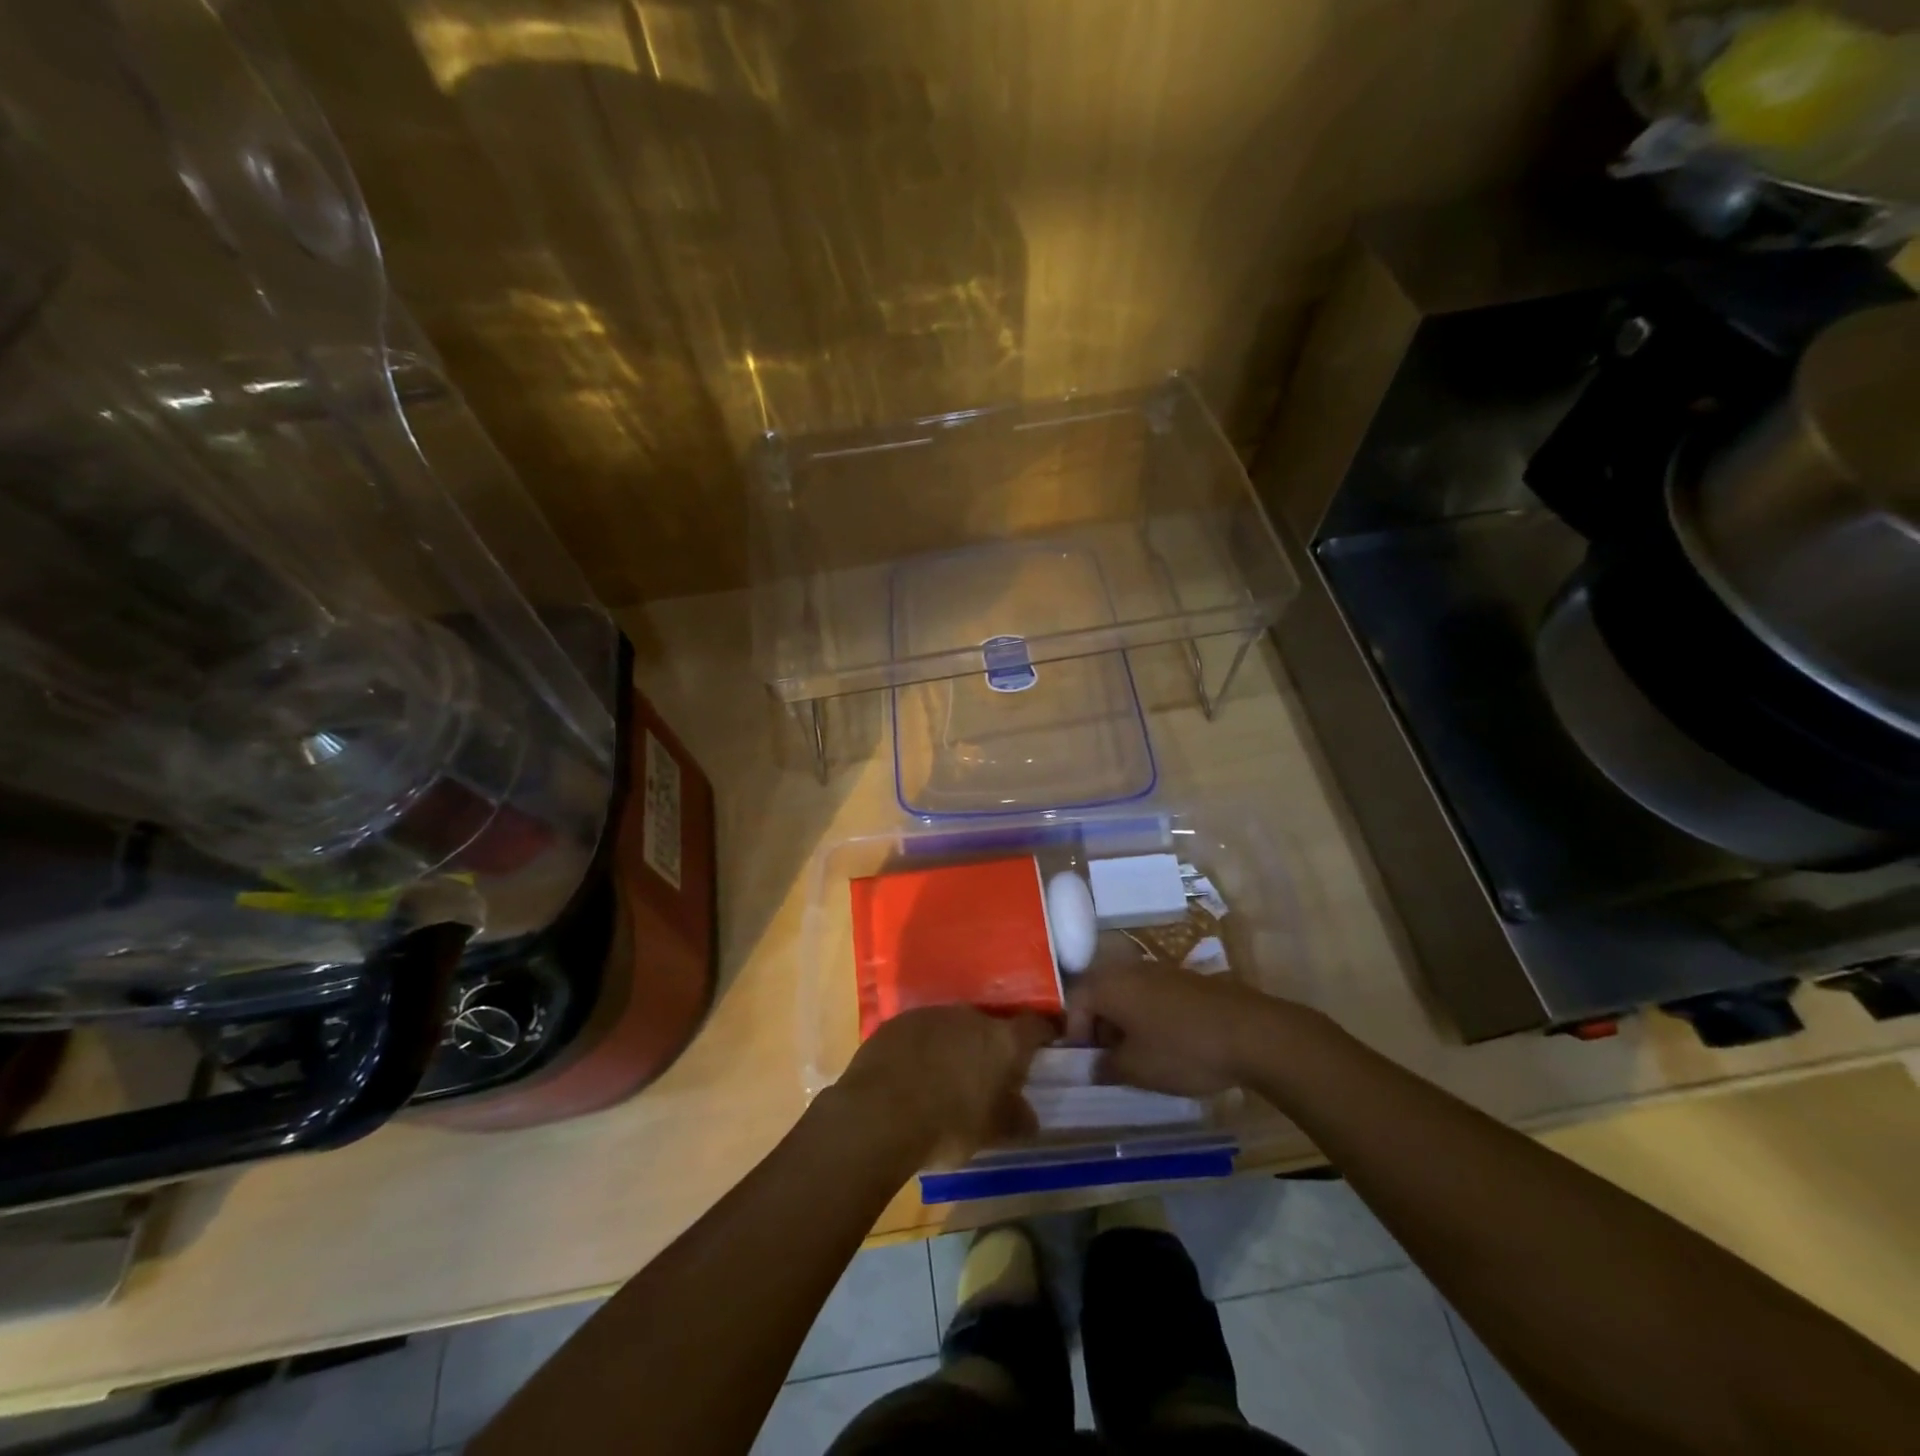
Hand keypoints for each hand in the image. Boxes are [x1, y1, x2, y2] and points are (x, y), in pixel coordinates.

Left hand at [835, 1006, 1053, 1164]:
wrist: (879, 1114)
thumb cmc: (947, 1125)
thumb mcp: (991, 1133)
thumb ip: (1015, 1119)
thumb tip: (1028, 1116)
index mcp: (1002, 1040)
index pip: (1035, 1026)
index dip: (1044, 1033)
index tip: (1047, 1043)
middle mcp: (970, 1017)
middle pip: (990, 1025)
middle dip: (991, 1046)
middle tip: (987, 1074)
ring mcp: (932, 1014)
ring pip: (953, 1027)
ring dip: (955, 1045)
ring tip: (946, 1076)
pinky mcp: (898, 1021)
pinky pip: (921, 1032)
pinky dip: (924, 1047)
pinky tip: (913, 1073)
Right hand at [1066, 966, 1301, 1097]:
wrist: (1252, 1033)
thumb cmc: (1182, 1049)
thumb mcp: (1136, 1069)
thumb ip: (1105, 1067)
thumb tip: (1092, 1066)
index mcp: (1110, 985)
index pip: (1074, 1001)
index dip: (1073, 1033)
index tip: (1084, 1062)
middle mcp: (1130, 969)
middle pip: (1100, 993)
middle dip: (1098, 1027)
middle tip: (1107, 1060)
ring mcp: (1161, 971)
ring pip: (1127, 994)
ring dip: (1123, 1022)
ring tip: (1137, 1057)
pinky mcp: (1186, 980)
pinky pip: (1152, 995)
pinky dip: (1148, 1017)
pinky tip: (1166, 1045)